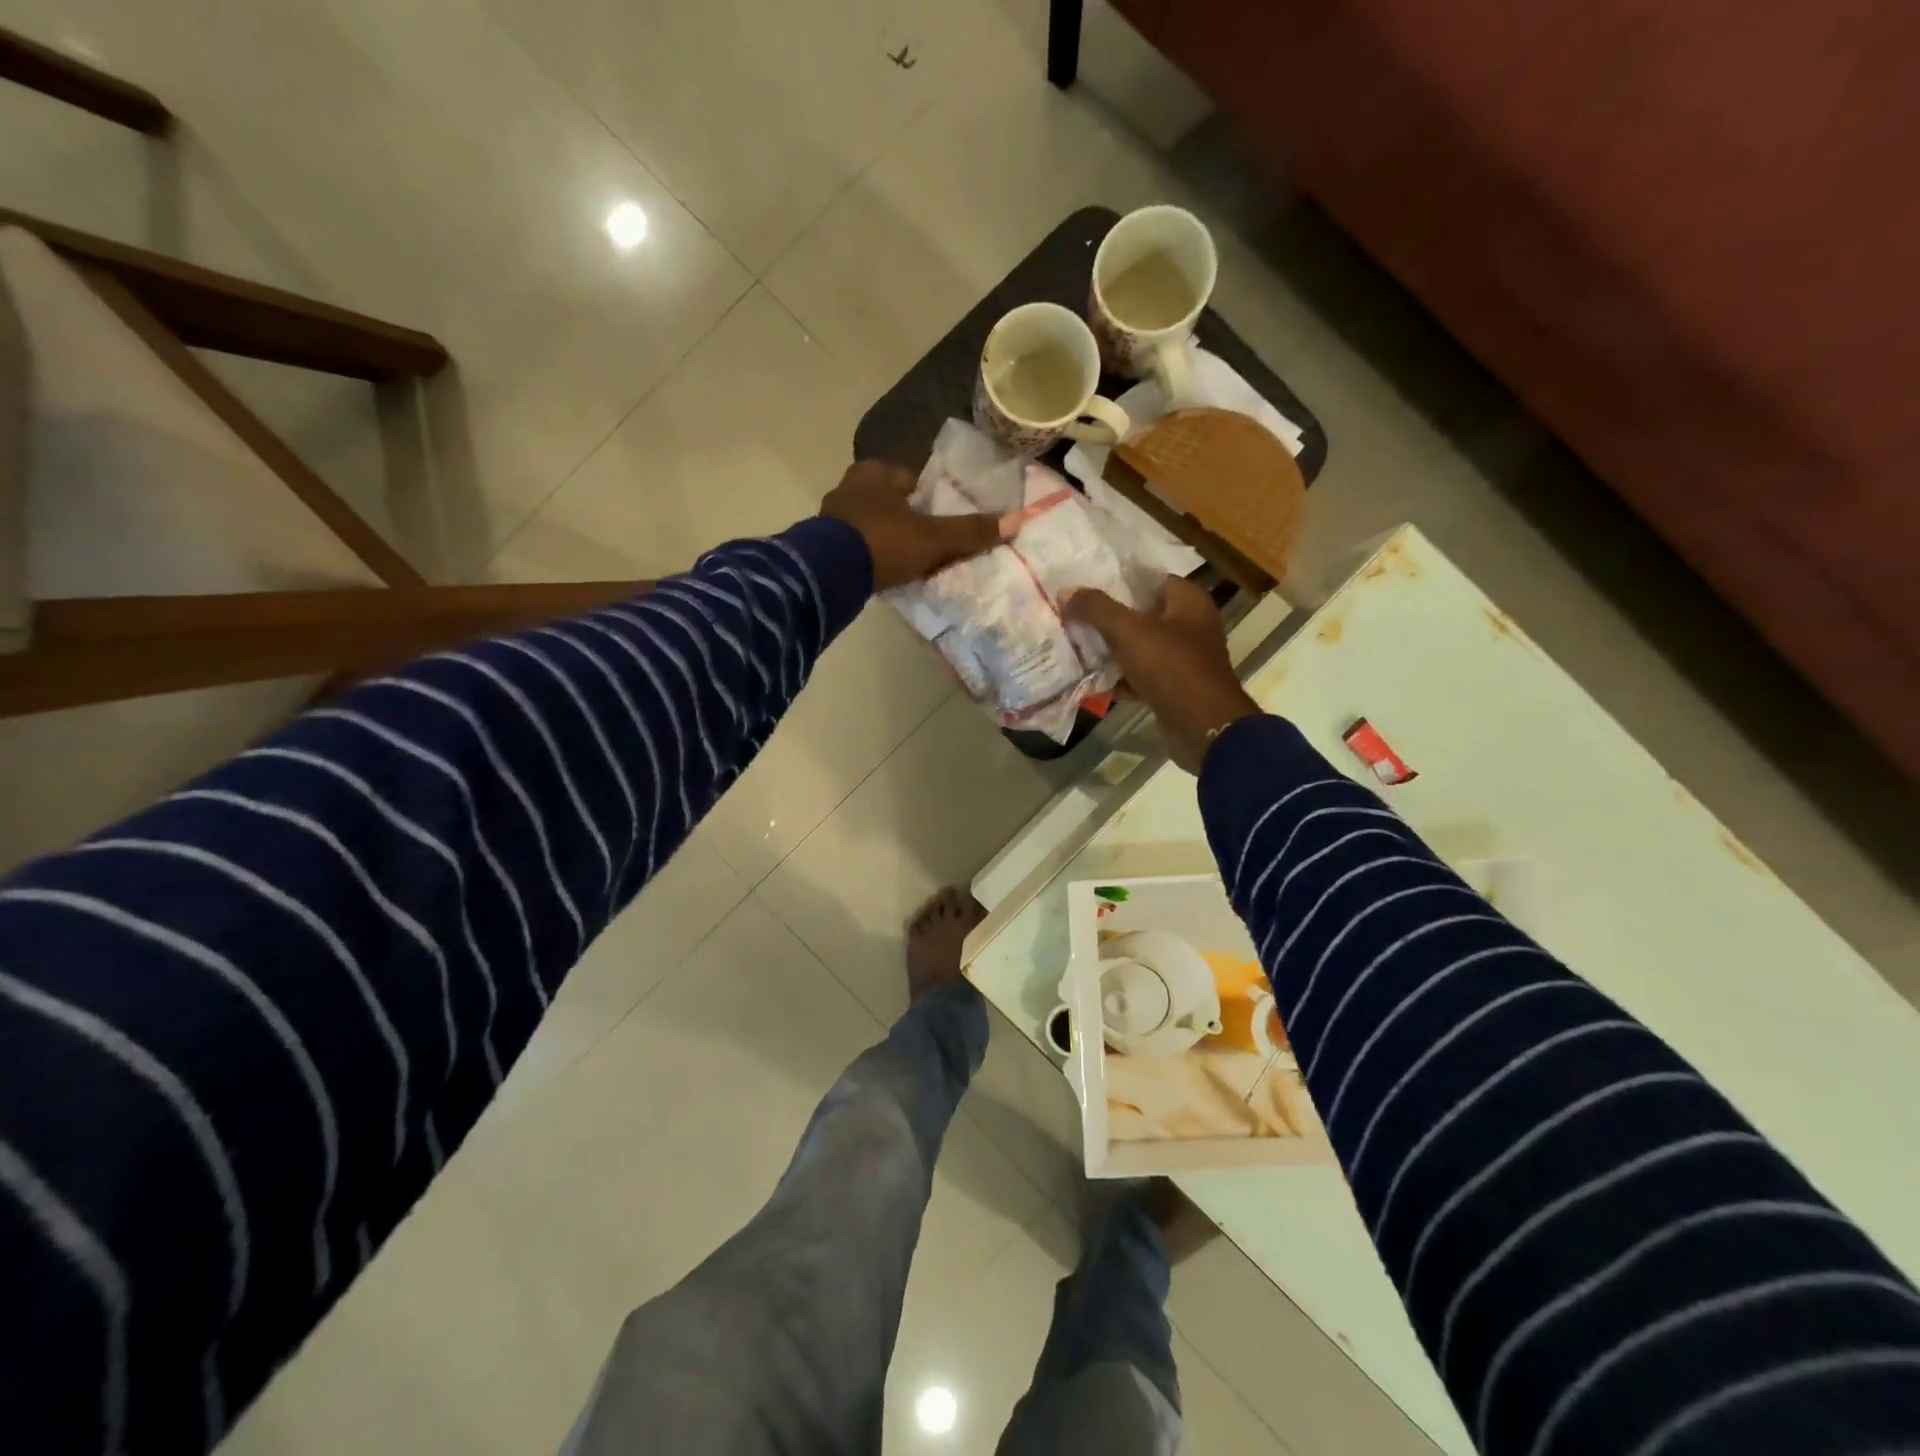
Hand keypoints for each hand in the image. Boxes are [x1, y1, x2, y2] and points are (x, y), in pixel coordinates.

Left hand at [821, 461, 1010, 591]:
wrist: (827, 574)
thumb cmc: (883, 542)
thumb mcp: (933, 538)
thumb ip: (970, 532)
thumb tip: (1017, 520)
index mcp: (875, 472)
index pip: (909, 477)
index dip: (927, 496)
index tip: (940, 517)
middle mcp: (849, 486)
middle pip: (887, 499)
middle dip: (904, 516)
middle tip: (925, 540)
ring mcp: (830, 516)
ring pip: (868, 522)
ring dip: (884, 536)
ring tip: (905, 559)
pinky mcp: (819, 544)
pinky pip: (852, 544)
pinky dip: (867, 554)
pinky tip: (880, 570)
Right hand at [1063, 576, 1260, 772]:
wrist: (1203, 728)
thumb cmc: (1171, 667)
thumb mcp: (1128, 631)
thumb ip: (1096, 608)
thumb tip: (1066, 592)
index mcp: (1188, 601)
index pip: (1148, 579)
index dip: (1116, 581)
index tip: (1084, 585)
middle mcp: (1190, 625)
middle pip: (1141, 614)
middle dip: (1106, 618)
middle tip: (1072, 616)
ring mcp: (1183, 659)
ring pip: (1139, 647)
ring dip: (1109, 651)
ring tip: (1074, 647)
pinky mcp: (1174, 688)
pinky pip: (1141, 676)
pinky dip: (1119, 679)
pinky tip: (1091, 682)